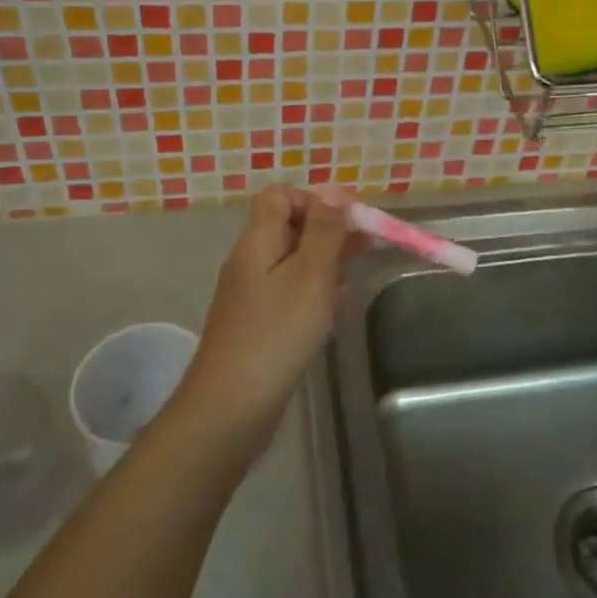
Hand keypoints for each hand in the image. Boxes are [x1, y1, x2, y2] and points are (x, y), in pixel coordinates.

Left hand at [172, 187, 354, 449]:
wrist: (231, 407)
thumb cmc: (277, 333)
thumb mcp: (310, 274)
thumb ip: (325, 230)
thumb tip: (333, 190)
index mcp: (257, 241)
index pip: (279, 196)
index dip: (314, 200)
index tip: (347, 223)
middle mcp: (250, 261)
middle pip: (288, 226)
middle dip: (328, 231)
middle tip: (365, 249)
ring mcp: (251, 294)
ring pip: (292, 260)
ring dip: (325, 261)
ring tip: (356, 275)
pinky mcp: (257, 324)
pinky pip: (289, 291)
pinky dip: (314, 290)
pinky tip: (336, 307)